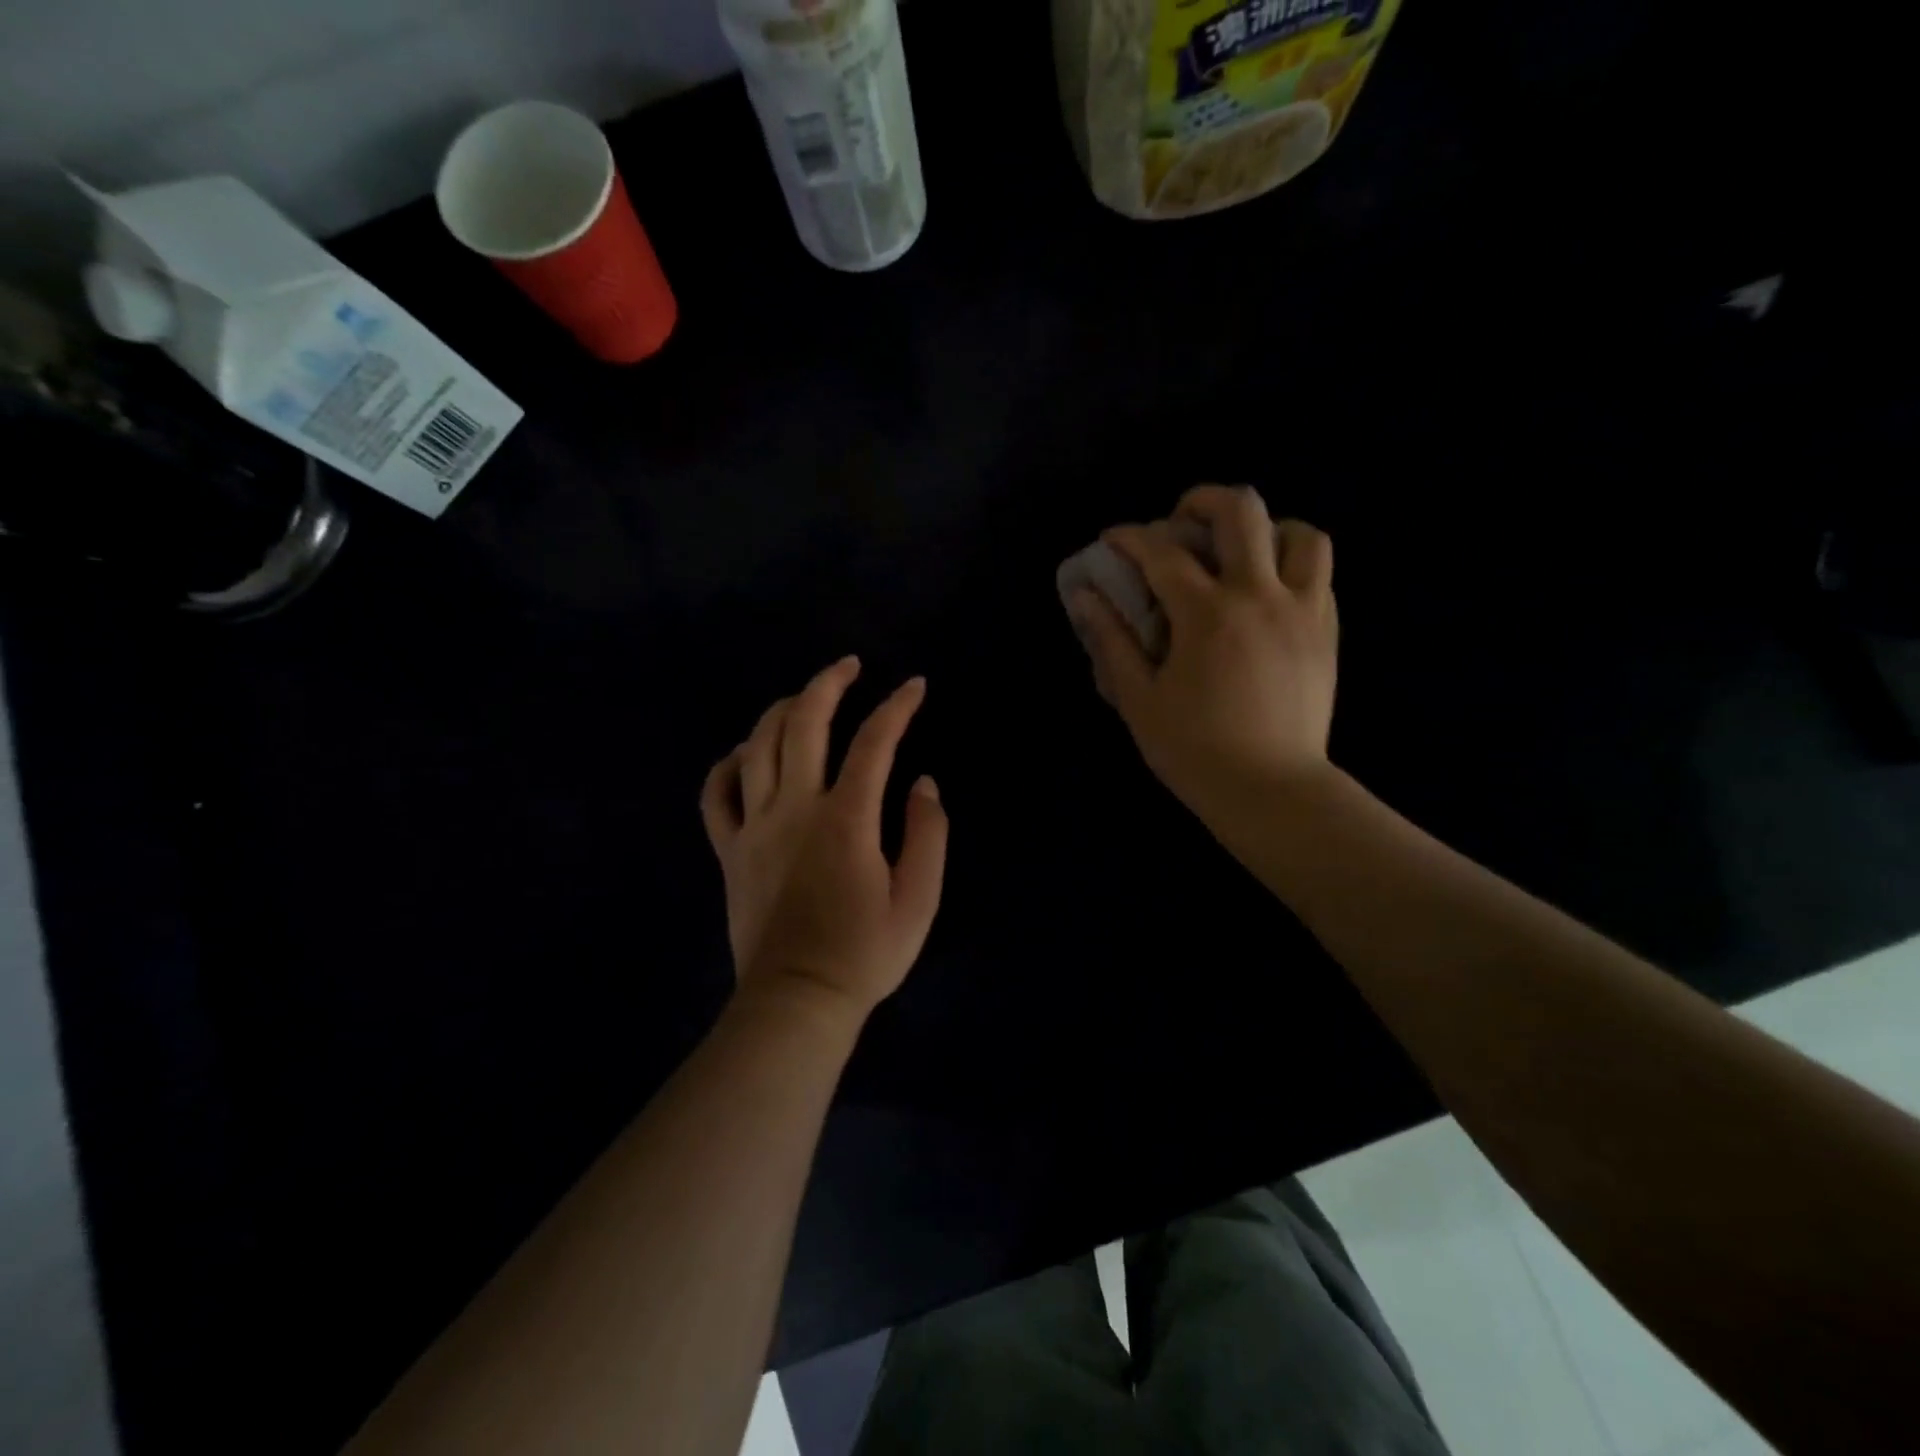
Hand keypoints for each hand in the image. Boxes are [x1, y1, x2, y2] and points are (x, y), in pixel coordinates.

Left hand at [700, 658, 947, 1018]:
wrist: (797, 1001)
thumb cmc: (865, 954)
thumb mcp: (919, 899)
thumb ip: (927, 833)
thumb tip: (922, 783)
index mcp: (846, 819)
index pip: (874, 743)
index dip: (897, 707)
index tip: (915, 686)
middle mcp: (795, 808)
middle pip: (804, 723)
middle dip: (829, 683)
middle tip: (850, 666)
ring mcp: (754, 826)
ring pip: (758, 745)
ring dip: (782, 710)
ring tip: (805, 699)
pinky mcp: (730, 850)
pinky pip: (715, 793)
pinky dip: (728, 763)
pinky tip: (746, 753)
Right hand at [1068, 485, 1337, 822]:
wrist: (1271, 790)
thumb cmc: (1194, 750)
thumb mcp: (1138, 699)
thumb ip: (1111, 641)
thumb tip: (1085, 596)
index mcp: (1206, 613)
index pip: (1161, 551)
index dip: (1129, 536)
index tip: (1112, 540)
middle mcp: (1259, 595)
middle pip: (1241, 511)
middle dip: (1202, 500)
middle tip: (1180, 520)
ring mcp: (1302, 610)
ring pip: (1300, 533)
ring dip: (1264, 529)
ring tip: (1238, 552)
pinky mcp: (1327, 631)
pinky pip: (1319, 573)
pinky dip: (1291, 564)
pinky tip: (1266, 591)